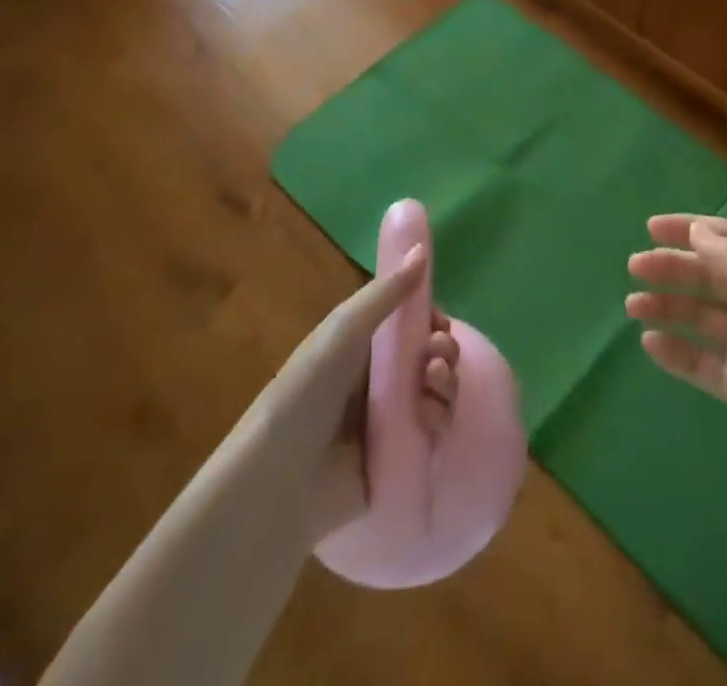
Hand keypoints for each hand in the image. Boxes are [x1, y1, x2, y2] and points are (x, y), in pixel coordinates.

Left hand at [248, 246, 461, 542]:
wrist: (280, 478)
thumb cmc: (307, 390)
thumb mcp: (346, 328)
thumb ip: (388, 291)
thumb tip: (423, 248)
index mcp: (364, 347)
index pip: (412, 327)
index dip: (432, 322)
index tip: (439, 323)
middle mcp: (379, 380)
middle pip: (431, 357)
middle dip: (444, 350)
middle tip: (436, 354)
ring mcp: (391, 420)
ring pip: (438, 391)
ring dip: (446, 381)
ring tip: (432, 382)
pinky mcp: (400, 456)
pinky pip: (435, 431)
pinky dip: (440, 417)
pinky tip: (429, 415)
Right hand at [626, 215, 726, 518]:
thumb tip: (698, 230)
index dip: (692, 229)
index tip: (652, 228)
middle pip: (712, 276)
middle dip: (674, 267)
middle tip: (635, 267)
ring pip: (702, 318)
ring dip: (668, 307)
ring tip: (633, 306)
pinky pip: (703, 363)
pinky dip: (677, 351)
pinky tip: (650, 344)